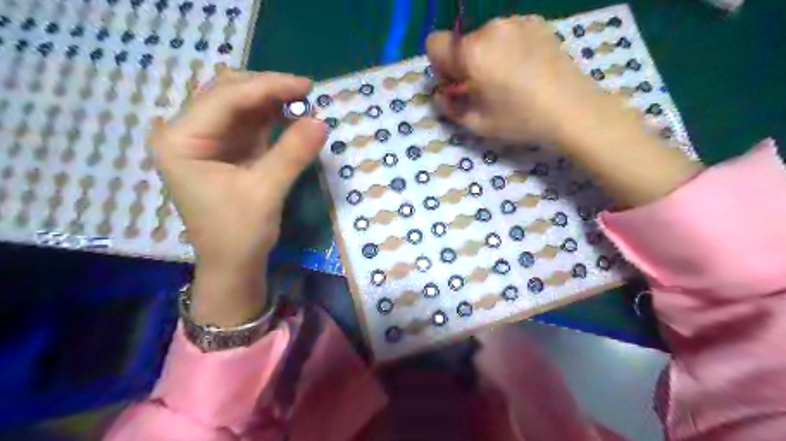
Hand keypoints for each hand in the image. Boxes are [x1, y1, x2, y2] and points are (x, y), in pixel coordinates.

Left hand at [150, 66, 325, 327]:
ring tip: (304, 101)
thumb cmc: (239, 233)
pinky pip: (249, 122)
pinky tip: (292, 115)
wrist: (233, 264)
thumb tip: (322, 121)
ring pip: (240, 104)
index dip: (267, 86)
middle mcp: (186, 133)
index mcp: (180, 141)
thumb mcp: (266, 192)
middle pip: (228, 93)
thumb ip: (292, 154)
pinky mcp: (225, 149)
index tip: (305, 85)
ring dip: (272, 101)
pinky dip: (272, 117)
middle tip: (306, 92)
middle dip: (268, 89)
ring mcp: (206, 140)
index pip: (224, 98)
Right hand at [427, 13, 609, 144]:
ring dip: (488, 54)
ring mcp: (516, 21)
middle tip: (485, 86)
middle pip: (462, 42)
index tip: (457, 82)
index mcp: (471, 53)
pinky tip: (525, 67)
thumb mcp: (476, 123)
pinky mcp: (536, 22)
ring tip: (509, 78)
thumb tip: (440, 94)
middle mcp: (490, 28)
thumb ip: (449, 107)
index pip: (435, 43)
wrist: (572, 109)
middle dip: (466, 62)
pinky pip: (508, 32)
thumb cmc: (520, 119)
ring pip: (486, 37)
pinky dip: (508, 47)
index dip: (441, 65)